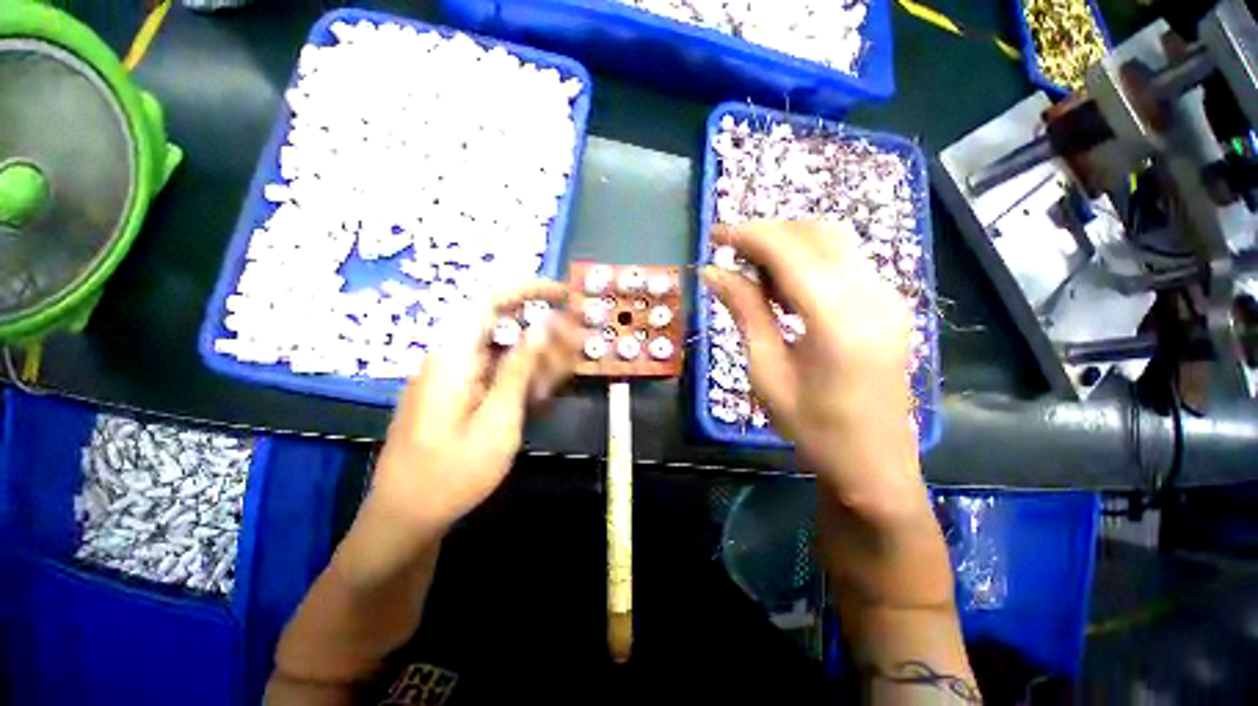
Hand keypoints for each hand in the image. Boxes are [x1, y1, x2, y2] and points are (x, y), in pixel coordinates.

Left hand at [367, 280, 580, 540]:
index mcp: (454, 357)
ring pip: (505, 352)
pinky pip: (497, 374)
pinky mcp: (462, 396)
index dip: (528, 289)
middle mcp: (453, 359)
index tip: (565, 294)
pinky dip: (523, 380)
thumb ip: (520, 370)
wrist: (407, 519)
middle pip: (504, 327)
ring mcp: (457, 379)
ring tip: (565, 375)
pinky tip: (542, 396)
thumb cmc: (451, 474)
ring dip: (539, 360)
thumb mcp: (497, 420)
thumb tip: (543, 327)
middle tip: (578, 347)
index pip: (490, 300)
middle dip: (545, 333)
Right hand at [702, 220, 921, 513]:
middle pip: (817, 234)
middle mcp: (873, 296)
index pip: (790, 251)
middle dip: (768, 233)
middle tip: (730, 254)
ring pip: (834, 242)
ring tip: (753, 271)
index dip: (749, 235)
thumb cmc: (812, 428)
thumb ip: (745, 312)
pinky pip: (845, 262)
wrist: (873, 465)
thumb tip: (713, 273)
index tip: (714, 235)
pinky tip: (784, 287)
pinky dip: (809, 260)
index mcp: (839, 320)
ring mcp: (889, 298)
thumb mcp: (766, 371)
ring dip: (789, 244)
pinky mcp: (889, 305)